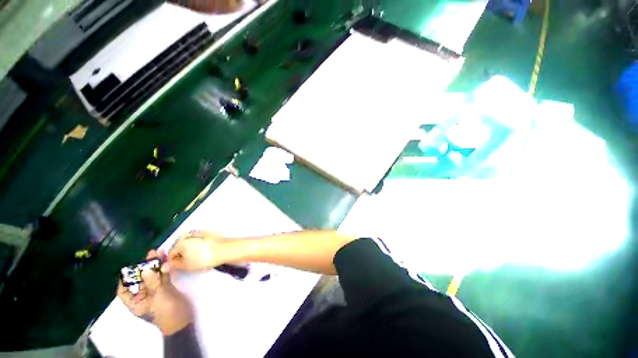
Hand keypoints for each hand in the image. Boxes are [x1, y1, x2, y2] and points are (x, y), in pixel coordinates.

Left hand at [117, 250, 193, 334]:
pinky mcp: (166, 288)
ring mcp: (156, 291)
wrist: (183, 319)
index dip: (125, 279)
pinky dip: (165, 269)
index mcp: (136, 302)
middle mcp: (144, 296)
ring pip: (154, 276)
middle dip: (145, 267)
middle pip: (141, 280)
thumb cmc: (166, 312)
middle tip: (151, 254)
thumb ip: (152, 283)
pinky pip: (163, 277)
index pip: (124, 291)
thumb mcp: (158, 298)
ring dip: (157, 265)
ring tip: (160, 253)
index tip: (130, 267)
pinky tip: (167, 261)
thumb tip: (145, 270)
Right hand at [168, 230, 235, 270]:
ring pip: (189, 243)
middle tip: (187, 263)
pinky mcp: (207, 233)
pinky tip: (203, 251)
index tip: (178, 267)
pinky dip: (198, 245)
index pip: (170, 253)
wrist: (223, 250)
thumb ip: (174, 265)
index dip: (172, 261)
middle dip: (181, 254)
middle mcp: (187, 235)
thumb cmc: (203, 259)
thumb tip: (165, 264)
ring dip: (189, 249)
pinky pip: (197, 240)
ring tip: (196, 257)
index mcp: (179, 242)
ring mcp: (198, 232)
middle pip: (179, 246)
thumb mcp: (186, 265)